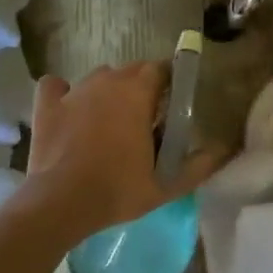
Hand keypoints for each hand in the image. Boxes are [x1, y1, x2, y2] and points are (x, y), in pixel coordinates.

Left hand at [24, 62, 230, 237]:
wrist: (59, 204)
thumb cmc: (117, 189)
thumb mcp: (166, 185)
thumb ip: (199, 165)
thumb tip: (224, 151)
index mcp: (138, 91)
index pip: (160, 69)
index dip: (168, 84)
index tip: (170, 106)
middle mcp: (108, 80)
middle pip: (131, 71)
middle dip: (140, 88)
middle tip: (143, 121)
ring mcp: (75, 90)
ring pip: (98, 78)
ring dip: (107, 92)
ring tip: (108, 122)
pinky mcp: (48, 105)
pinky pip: (55, 86)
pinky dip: (62, 93)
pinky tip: (67, 111)